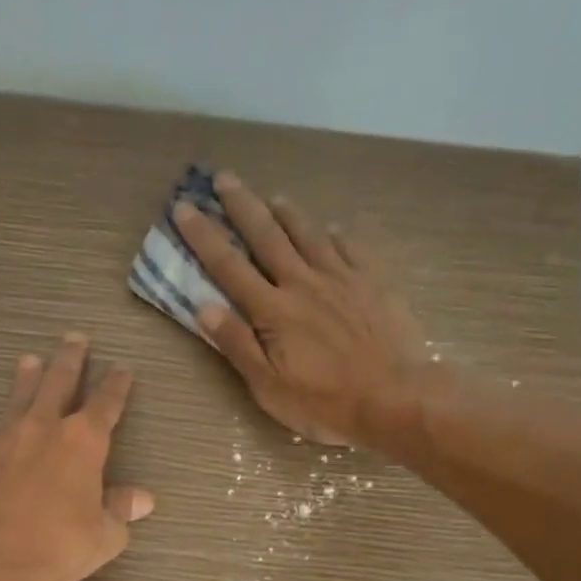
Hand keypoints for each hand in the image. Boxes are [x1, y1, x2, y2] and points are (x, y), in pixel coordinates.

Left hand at [0, 334, 152, 580]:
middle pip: (59, 383)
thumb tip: (143, 499)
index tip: (123, 368)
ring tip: (28, 359)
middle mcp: (45, 428)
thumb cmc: (58, 546)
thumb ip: (121, 510)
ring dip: (25, 378)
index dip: (117, 385)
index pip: (106, 404)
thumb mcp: (105, 535)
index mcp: (84, 442)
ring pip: (18, 398)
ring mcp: (6, 439)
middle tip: (74, 338)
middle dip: (70, 360)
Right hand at [172, 171, 428, 445]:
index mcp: (273, 311)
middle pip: (267, 235)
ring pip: (308, 233)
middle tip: (224, 178)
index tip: (184, 208)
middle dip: (242, 205)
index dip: (204, 236)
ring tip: (273, 196)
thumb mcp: (270, 387)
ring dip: (287, 212)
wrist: (396, 397)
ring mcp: (341, 278)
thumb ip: (238, 345)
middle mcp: (303, 283)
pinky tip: (330, 228)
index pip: (229, 266)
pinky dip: (334, 234)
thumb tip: (204, 307)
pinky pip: (350, 247)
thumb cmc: (326, 402)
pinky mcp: (373, 283)